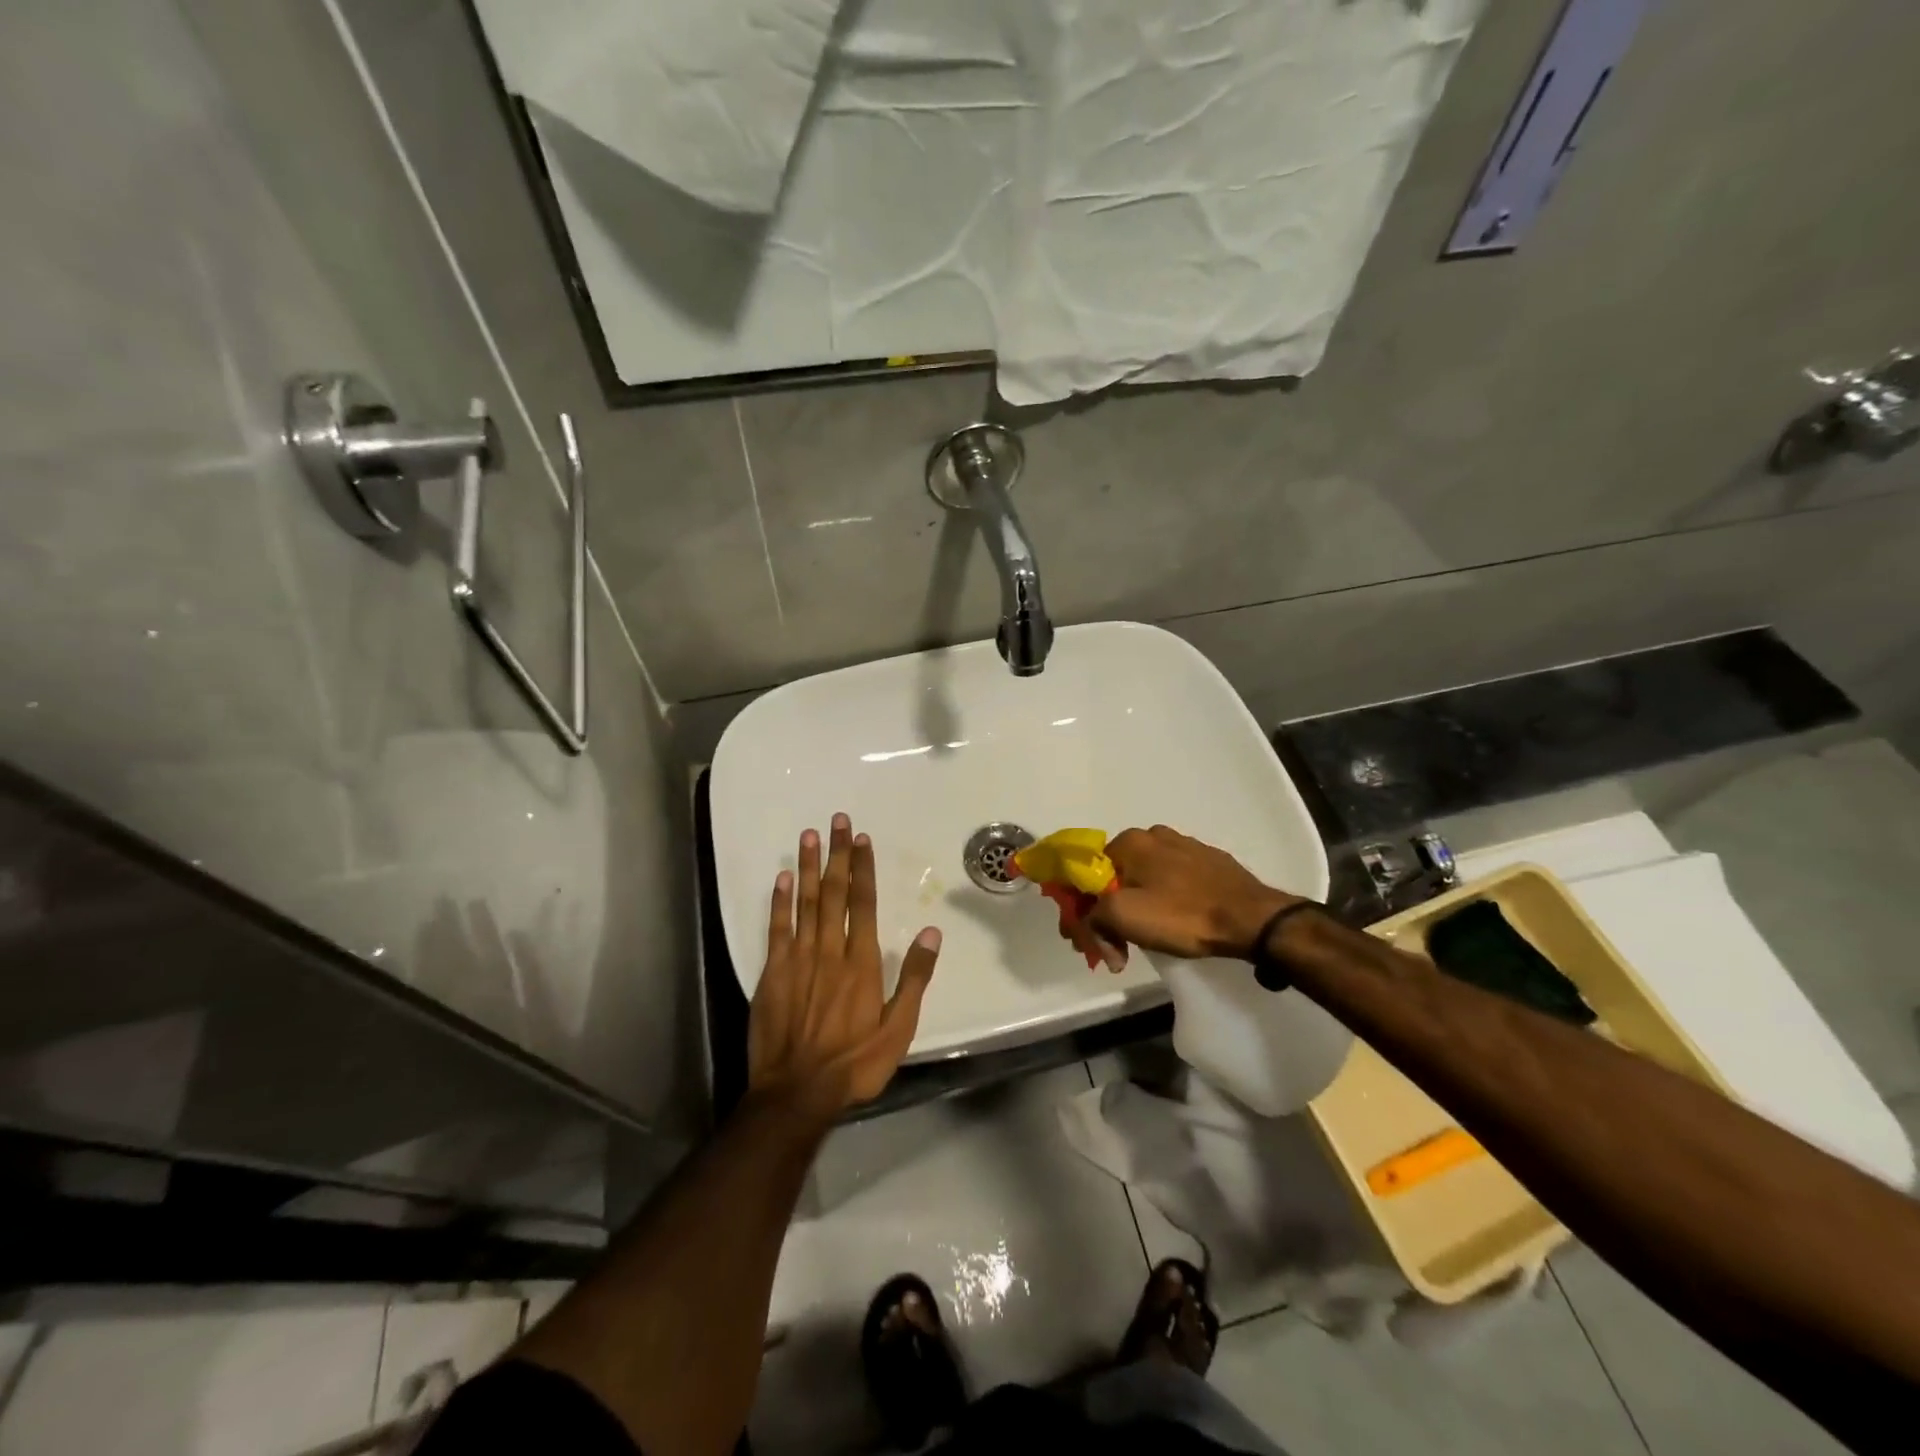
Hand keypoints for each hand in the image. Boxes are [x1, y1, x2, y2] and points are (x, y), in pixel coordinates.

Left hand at [748, 814, 941, 1122]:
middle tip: (836, 820)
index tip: (861, 838)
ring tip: (809, 836)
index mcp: (860, 962)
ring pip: (805, 903)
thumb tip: (931, 932)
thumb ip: (914, 978)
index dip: (862, 868)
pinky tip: (783, 878)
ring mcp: (798, 960)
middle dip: (836, 855)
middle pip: (834, 893)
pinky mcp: (772, 974)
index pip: (863, 903)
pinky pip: (777, 929)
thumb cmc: (855, 1063)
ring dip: (809, 867)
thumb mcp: (899, 1028)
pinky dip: (780, 902)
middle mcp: (829, 951)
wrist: (797, 1093)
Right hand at [1088, 825, 1298, 961]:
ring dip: (1137, 907)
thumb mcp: (1123, 916)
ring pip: (1146, 878)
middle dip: (1108, 910)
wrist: (1252, 919)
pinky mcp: (1211, 863)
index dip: (1080, 908)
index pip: (1088, 873)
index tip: (1087, 940)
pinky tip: (1174, 924)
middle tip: (1114, 946)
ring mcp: (1187, 847)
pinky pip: (1174, 882)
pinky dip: (1165, 902)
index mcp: (1130, 841)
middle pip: (1117, 876)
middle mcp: (1155, 835)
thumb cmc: (1182, 915)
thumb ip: (1092, 915)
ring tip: (1144, 940)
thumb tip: (1091, 923)